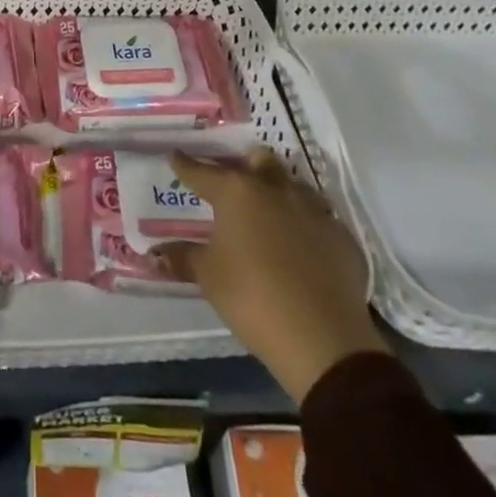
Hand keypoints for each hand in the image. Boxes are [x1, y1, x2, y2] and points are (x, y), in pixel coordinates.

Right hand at [156, 146, 388, 399]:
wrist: (324, 340)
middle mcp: (275, 189)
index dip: (186, 165)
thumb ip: (181, 258)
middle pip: (258, 161)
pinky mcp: (342, 237)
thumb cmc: (253, 298)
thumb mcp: (208, 277)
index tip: (175, 156)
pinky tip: (302, 247)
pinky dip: (306, 226)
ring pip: (293, 185)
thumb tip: (153, 253)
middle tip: (233, 183)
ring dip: (279, 192)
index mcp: (237, 192)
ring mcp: (313, 210)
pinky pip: (319, 219)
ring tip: (269, 213)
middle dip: (245, 165)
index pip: (202, 172)